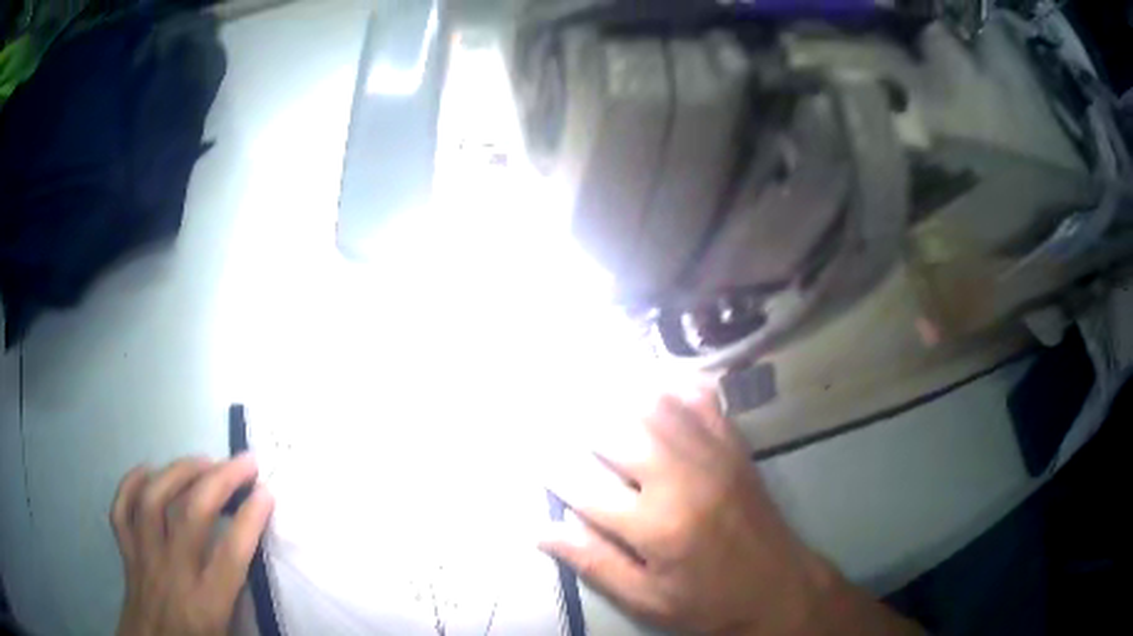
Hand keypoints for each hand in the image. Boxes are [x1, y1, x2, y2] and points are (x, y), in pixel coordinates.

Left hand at [111, 454, 274, 635]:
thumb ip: (241, 605)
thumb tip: (256, 572)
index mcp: (206, 605)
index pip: (230, 555)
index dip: (250, 519)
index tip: (267, 493)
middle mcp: (173, 574)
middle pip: (191, 515)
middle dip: (220, 481)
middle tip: (243, 462)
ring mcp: (144, 558)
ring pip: (153, 502)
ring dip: (178, 473)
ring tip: (202, 460)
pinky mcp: (126, 553)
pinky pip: (121, 510)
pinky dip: (131, 484)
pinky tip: (148, 471)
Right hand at [540, 384, 920, 635]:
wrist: (779, 588)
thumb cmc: (707, 602)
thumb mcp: (645, 599)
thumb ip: (593, 562)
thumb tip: (538, 529)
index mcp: (656, 526)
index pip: (583, 486)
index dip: (548, 465)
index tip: (526, 447)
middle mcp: (681, 480)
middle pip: (615, 432)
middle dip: (573, 417)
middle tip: (545, 401)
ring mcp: (713, 457)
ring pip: (654, 405)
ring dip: (614, 391)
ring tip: (583, 379)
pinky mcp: (735, 448)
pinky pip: (701, 401)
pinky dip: (671, 384)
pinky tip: (650, 378)